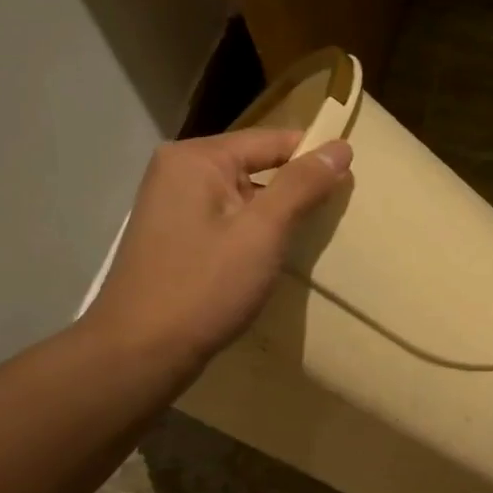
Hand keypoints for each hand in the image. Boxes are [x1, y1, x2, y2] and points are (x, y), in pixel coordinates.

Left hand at [85, 129, 352, 372]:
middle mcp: (178, 171)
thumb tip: (341, 146)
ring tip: (308, 238)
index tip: (352, 182)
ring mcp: (172, 205)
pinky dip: (252, 232)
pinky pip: (225, 220)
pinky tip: (270, 257)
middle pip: (255, 165)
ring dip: (274, 215)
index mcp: (196, 158)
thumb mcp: (262, 233)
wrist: (140, 352)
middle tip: (334, 215)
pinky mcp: (174, 237)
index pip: (271, 140)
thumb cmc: (205, 288)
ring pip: (241, 196)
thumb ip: (302, 185)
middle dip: (294, 189)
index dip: (314, 157)